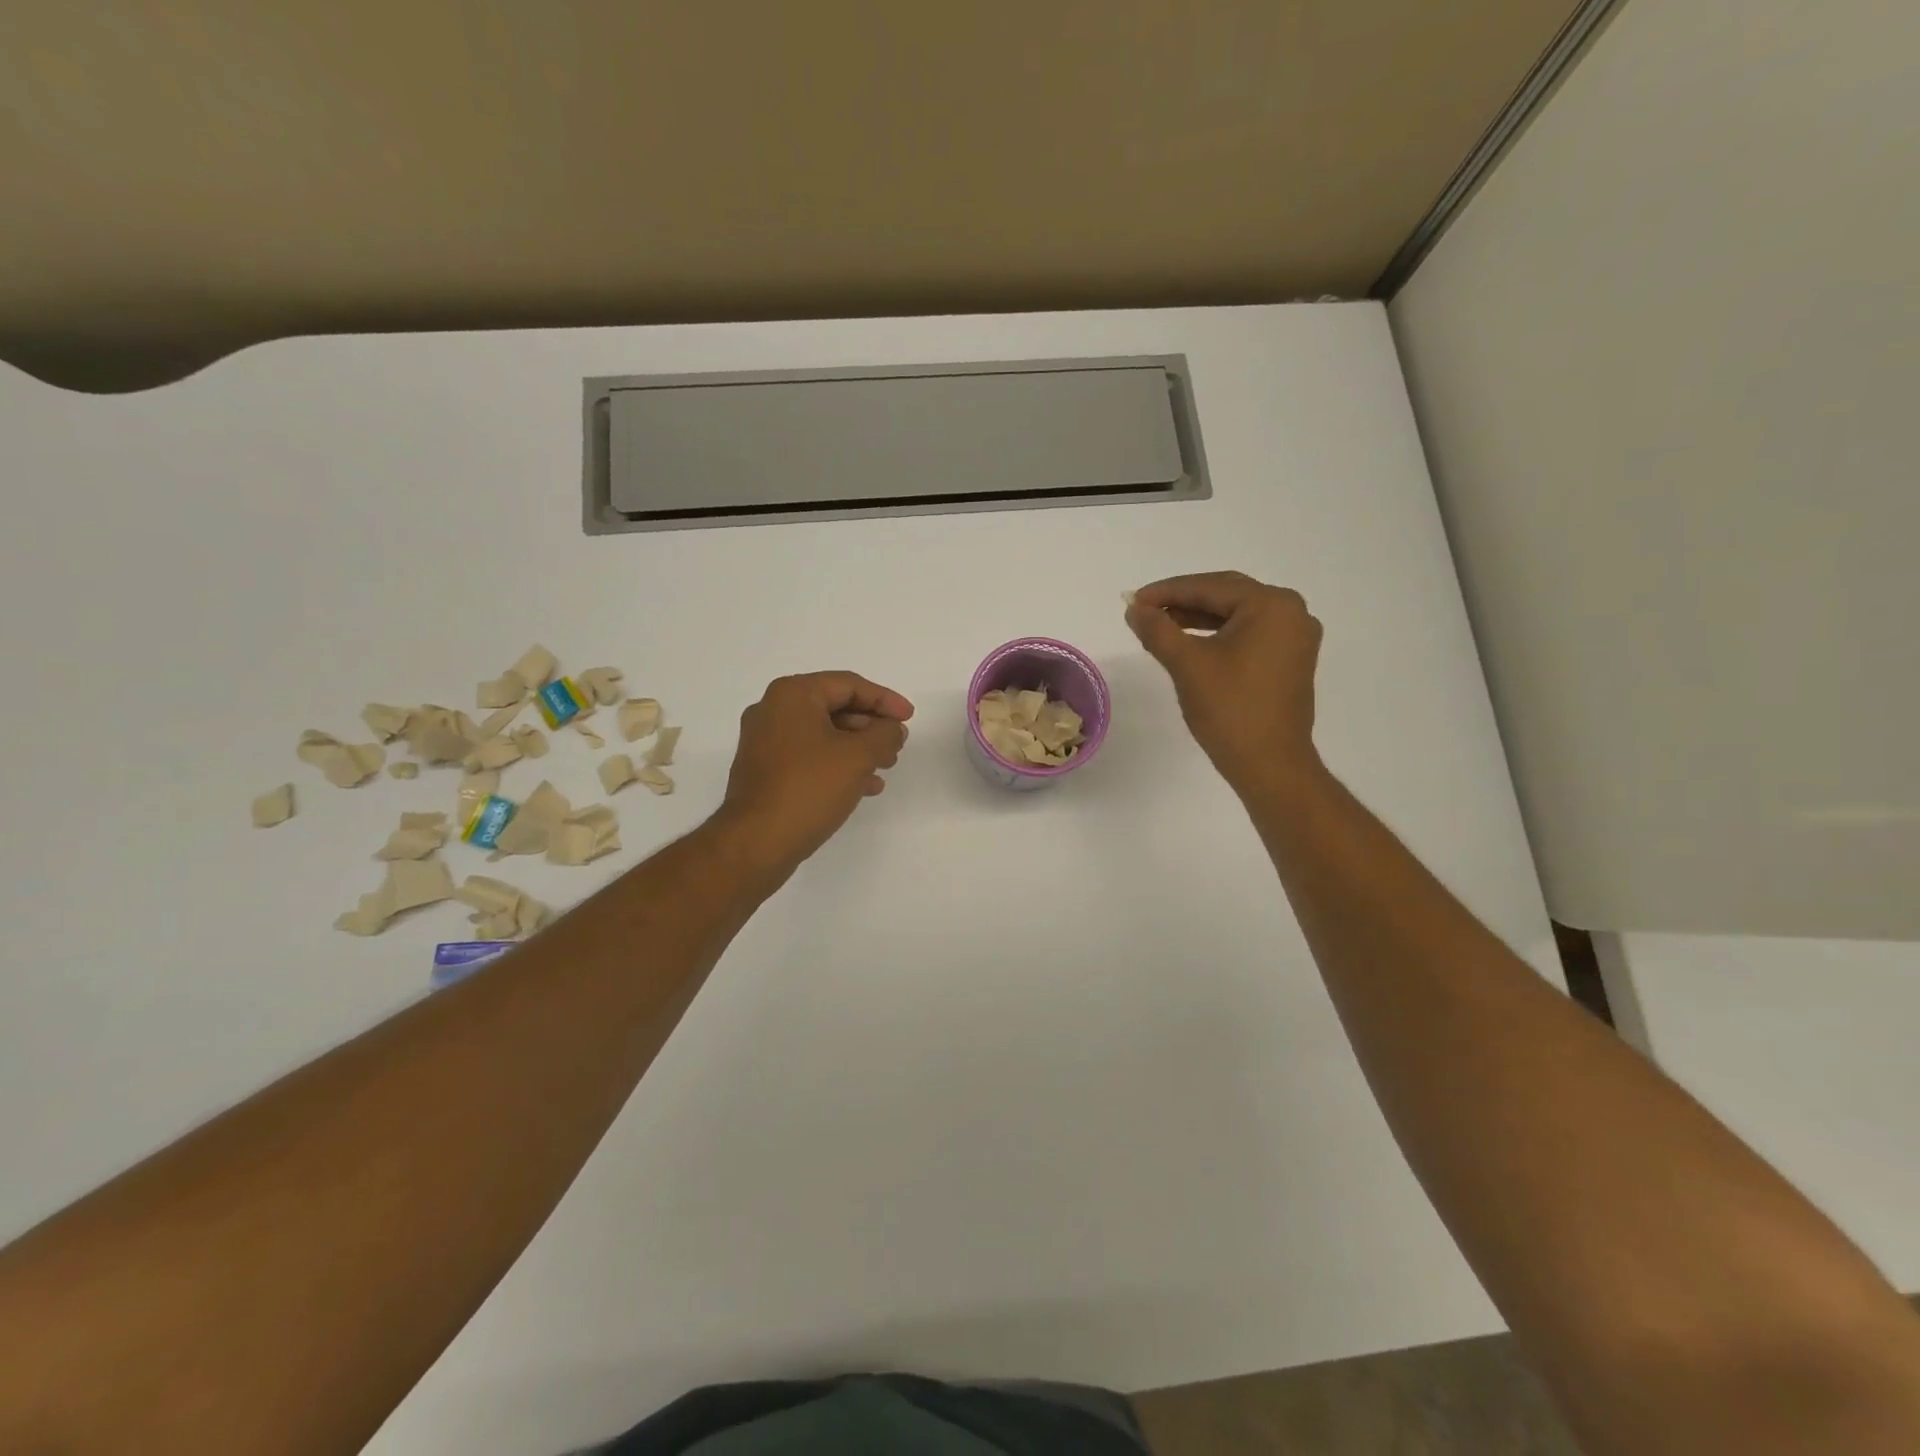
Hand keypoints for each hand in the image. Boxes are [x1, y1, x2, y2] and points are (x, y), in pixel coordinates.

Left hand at [716, 671, 913, 879]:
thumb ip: (884, 734)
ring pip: (823, 734)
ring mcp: (764, 742)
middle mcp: (772, 710)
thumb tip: (892, 729)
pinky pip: (808, 756)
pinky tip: (864, 786)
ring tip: (886, 766)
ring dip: (858, 747)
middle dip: (871, 725)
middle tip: (897, 744)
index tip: (910, 718)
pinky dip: (837, 764)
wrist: (757, 841)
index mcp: (792, 695)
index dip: (885, 699)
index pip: (849, 684)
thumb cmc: (810, 787)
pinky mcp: (764, 770)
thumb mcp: (859, 756)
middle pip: (834, 707)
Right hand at [1125, 571, 1324, 798]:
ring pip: (1236, 615)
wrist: (1270, 764)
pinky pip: (1248, 634)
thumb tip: (1134, 609)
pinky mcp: (1290, 660)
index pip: (1210, 587)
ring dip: (1198, 618)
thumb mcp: (1187, 664)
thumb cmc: (1230, 709)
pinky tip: (1190, 643)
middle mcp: (1291, 613)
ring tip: (1160, 626)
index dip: (1166, 592)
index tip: (1133, 601)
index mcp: (1272, 605)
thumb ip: (1158, 630)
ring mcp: (1294, 638)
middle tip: (1144, 611)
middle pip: (1226, 595)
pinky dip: (1217, 635)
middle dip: (1182, 601)